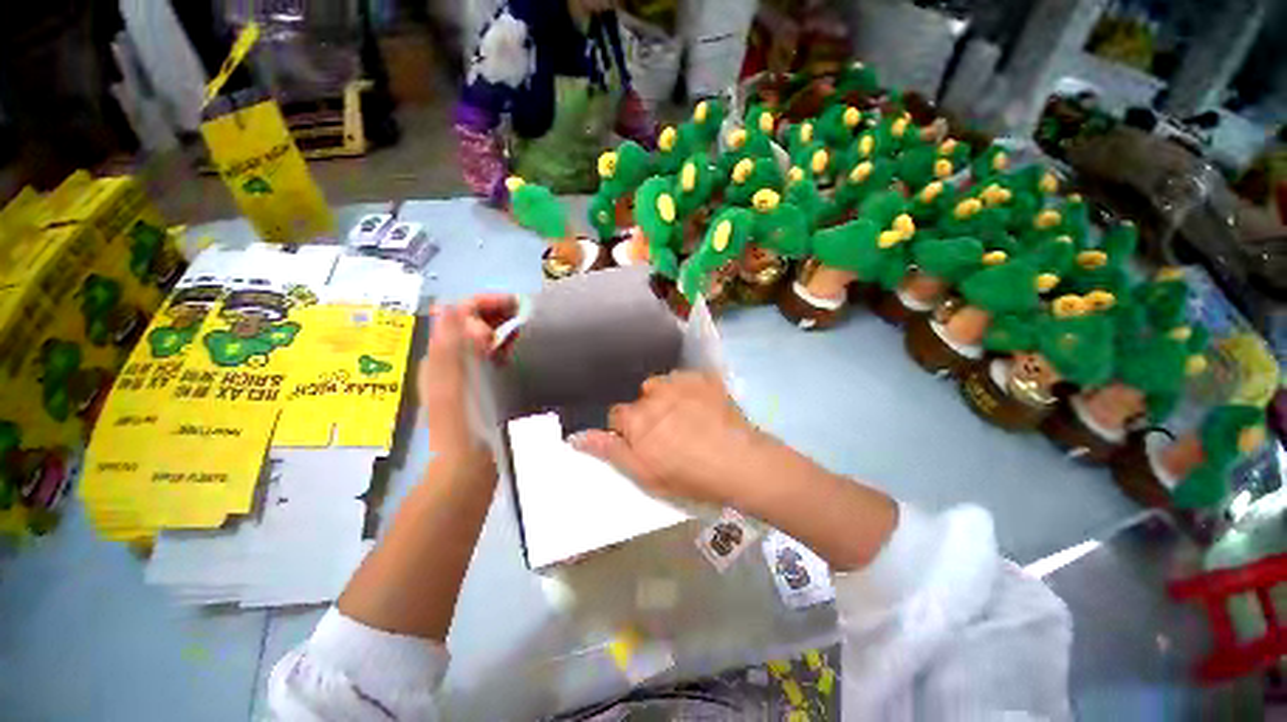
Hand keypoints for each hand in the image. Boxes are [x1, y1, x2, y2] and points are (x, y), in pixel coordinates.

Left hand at [420, 295, 517, 469]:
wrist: (469, 464)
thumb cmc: (464, 422)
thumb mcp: (454, 381)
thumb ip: (452, 343)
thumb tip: (451, 305)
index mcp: (443, 354)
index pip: (459, 312)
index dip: (485, 301)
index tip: (517, 303)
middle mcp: (451, 358)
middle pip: (471, 322)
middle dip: (496, 311)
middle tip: (527, 312)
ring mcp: (467, 373)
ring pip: (483, 338)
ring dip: (503, 326)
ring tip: (528, 326)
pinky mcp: (482, 385)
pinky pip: (494, 356)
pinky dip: (507, 346)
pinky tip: (523, 350)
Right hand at [571, 371, 769, 506]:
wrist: (741, 463)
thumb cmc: (689, 476)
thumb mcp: (644, 474)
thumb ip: (610, 452)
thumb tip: (575, 436)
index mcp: (635, 418)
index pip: (617, 416)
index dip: (629, 430)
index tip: (644, 442)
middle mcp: (653, 394)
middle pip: (641, 399)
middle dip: (648, 412)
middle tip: (670, 432)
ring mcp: (681, 382)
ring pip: (663, 385)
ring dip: (668, 397)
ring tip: (687, 416)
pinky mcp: (704, 378)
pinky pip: (687, 378)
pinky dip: (690, 389)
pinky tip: (704, 406)